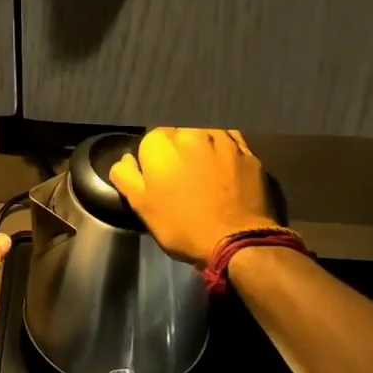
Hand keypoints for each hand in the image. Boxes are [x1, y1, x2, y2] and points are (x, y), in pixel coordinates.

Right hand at [109, 128, 280, 264]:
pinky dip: (225, 148)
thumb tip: (125, 160)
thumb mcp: (141, 206)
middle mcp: (191, 131)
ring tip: (204, 172)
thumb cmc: (181, 225)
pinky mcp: (247, 150)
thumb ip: (125, 176)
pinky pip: (230, 140)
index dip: (152, 160)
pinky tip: (225, 164)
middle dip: (177, 150)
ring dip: (201, 146)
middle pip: (178, 133)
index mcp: (160, 142)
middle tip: (181, 178)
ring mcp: (222, 138)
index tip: (158, 179)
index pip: (149, 139)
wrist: (236, 241)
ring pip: (205, 133)